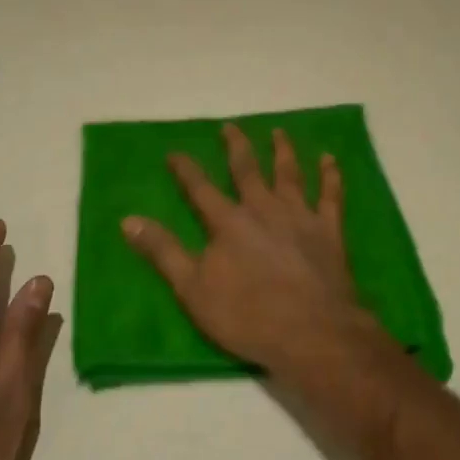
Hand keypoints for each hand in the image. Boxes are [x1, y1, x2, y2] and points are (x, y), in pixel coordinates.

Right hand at [122, 123, 381, 372]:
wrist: (312, 332)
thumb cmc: (248, 316)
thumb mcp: (192, 290)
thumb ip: (163, 251)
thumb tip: (129, 220)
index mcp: (229, 222)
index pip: (200, 188)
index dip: (185, 169)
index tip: (175, 152)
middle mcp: (263, 208)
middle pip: (247, 169)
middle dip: (236, 146)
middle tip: (230, 126)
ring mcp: (299, 216)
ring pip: (289, 173)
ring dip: (282, 151)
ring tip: (279, 132)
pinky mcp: (329, 230)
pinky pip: (331, 194)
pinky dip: (330, 175)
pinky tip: (329, 159)